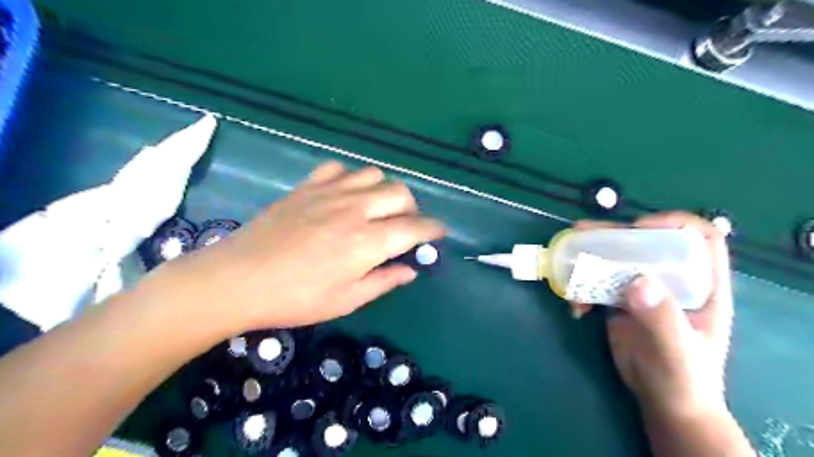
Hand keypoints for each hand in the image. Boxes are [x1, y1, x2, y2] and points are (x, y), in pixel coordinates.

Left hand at [147, 161, 448, 331]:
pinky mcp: (307, 186)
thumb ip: (384, 280)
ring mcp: (330, 193)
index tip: (439, 233)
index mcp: (368, 242)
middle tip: (404, 226)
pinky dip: (350, 178)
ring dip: (384, 191)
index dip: (433, 229)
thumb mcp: (347, 300)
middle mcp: (356, 210)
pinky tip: (343, 195)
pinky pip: (339, 168)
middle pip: (400, 193)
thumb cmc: (296, 298)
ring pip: (374, 175)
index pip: (415, 227)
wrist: (238, 279)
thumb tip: (411, 270)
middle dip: (412, 209)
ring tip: (375, 209)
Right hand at [571, 214, 732, 419]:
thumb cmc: (684, 379)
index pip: (699, 238)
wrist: (664, 403)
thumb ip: (661, 317)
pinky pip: (598, 284)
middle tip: (582, 233)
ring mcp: (643, 290)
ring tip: (566, 261)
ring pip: (616, 261)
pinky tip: (575, 309)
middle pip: (645, 243)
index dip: (672, 224)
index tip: (639, 228)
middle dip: (613, 236)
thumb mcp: (677, 350)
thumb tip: (636, 280)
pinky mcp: (620, 302)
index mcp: (701, 285)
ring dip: (589, 259)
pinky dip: (582, 289)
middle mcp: (672, 280)